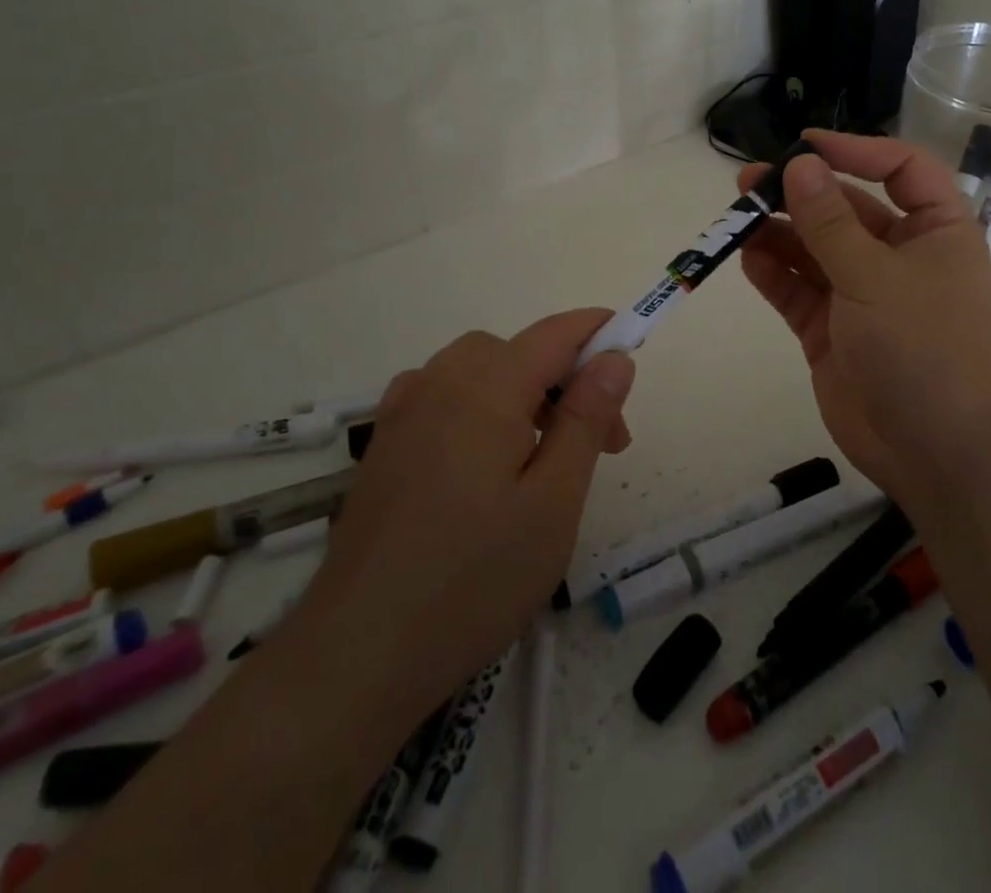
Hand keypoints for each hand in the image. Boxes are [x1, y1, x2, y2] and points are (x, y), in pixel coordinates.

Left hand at [296, 309, 635, 710]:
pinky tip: (484, 460)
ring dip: (525, 391)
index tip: (634, 354)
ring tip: (544, 459)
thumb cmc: (473, 580)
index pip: (555, 333)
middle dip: (567, 380)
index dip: (599, 332)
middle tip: (600, 444)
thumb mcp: (554, 501)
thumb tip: (615, 357)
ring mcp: (404, 412)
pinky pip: (444, 394)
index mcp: (486, 388)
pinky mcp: (385, 444)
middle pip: (520, 350)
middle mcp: (440, 383)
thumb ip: (586, 419)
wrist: (355, 658)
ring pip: (481, 369)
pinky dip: (481, 404)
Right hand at [739, 131, 990, 505]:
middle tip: (749, 181)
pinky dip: (774, 273)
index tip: (804, 145)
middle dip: (801, 193)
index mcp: (935, 231)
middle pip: (847, 207)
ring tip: (736, 216)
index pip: (900, 169)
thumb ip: (830, 222)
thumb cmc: (923, 347)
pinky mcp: (831, 330)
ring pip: (815, 249)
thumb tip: (798, 165)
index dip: (855, 150)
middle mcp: (899, 255)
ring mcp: (862, 294)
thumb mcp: (875, 276)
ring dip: (778, 231)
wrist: (936, 453)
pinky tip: (746, 257)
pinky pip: (798, 290)